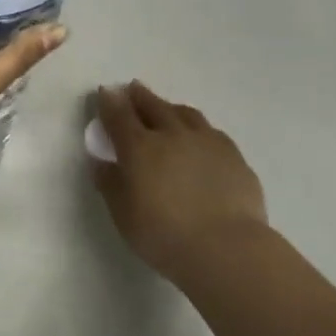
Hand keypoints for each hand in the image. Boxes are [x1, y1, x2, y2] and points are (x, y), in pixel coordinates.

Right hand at [90, 82, 269, 283]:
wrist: (226, 247)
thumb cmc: (163, 233)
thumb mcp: (123, 214)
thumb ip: (110, 183)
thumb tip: (102, 161)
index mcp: (140, 147)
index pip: (119, 116)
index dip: (109, 102)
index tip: (105, 91)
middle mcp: (173, 135)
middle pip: (153, 106)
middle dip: (139, 96)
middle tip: (132, 88)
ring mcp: (207, 142)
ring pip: (186, 113)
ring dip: (170, 107)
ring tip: (166, 108)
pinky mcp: (233, 155)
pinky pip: (210, 132)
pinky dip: (197, 128)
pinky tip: (199, 137)